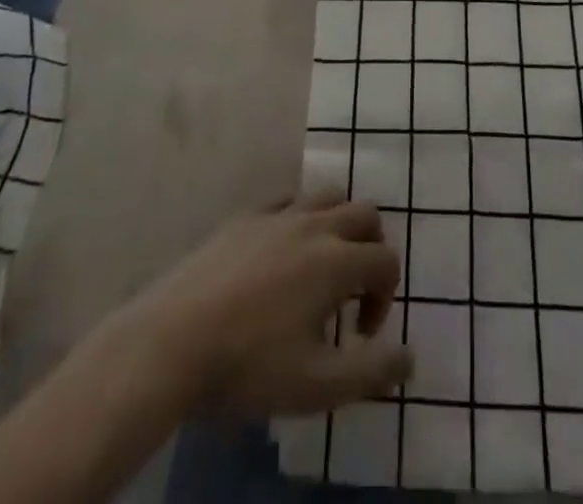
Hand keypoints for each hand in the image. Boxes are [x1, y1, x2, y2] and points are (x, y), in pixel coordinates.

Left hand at [126, 191, 412, 417]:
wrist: (172, 342)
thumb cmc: (249, 367)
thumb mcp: (316, 386)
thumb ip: (371, 371)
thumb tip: (410, 359)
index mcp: (335, 261)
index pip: (385, 261)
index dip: (386, 297)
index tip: (360, 335)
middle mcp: (313, 225)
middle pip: (364, 213)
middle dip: (371, 249)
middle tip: (352, 293)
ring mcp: (276, 215)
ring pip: (327, 197)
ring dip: (339, 225)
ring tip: (322, 268)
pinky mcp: (245, 217)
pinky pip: (287, 202)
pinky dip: (299, 220)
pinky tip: (281, 257)